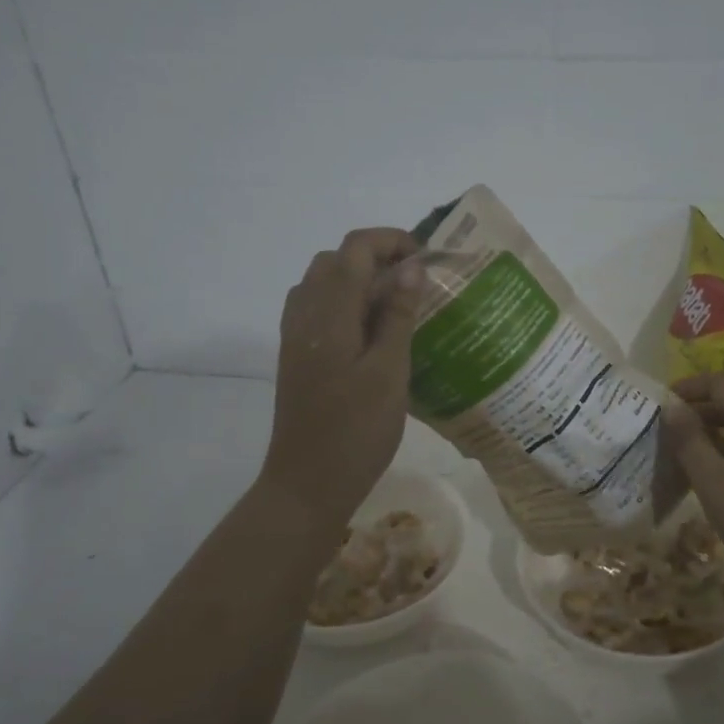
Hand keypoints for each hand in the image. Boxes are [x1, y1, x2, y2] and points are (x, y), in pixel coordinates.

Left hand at [260, 228, 423, 523]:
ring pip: (324, 282)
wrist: (308, 482)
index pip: (355, 249)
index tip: (427, 259)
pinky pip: (318, 308)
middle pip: (336, 260)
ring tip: (397, 305)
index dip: (391, 241)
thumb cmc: (357, 431)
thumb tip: (410, 267)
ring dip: (359, 279)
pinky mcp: (297, 356)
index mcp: (329, 314)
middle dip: (377, 257)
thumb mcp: (390, 373)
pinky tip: (370, 331)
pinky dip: (345, 303)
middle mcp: (305, 314)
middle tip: (416, 283)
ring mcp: (296, 336)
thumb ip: (398, 316)